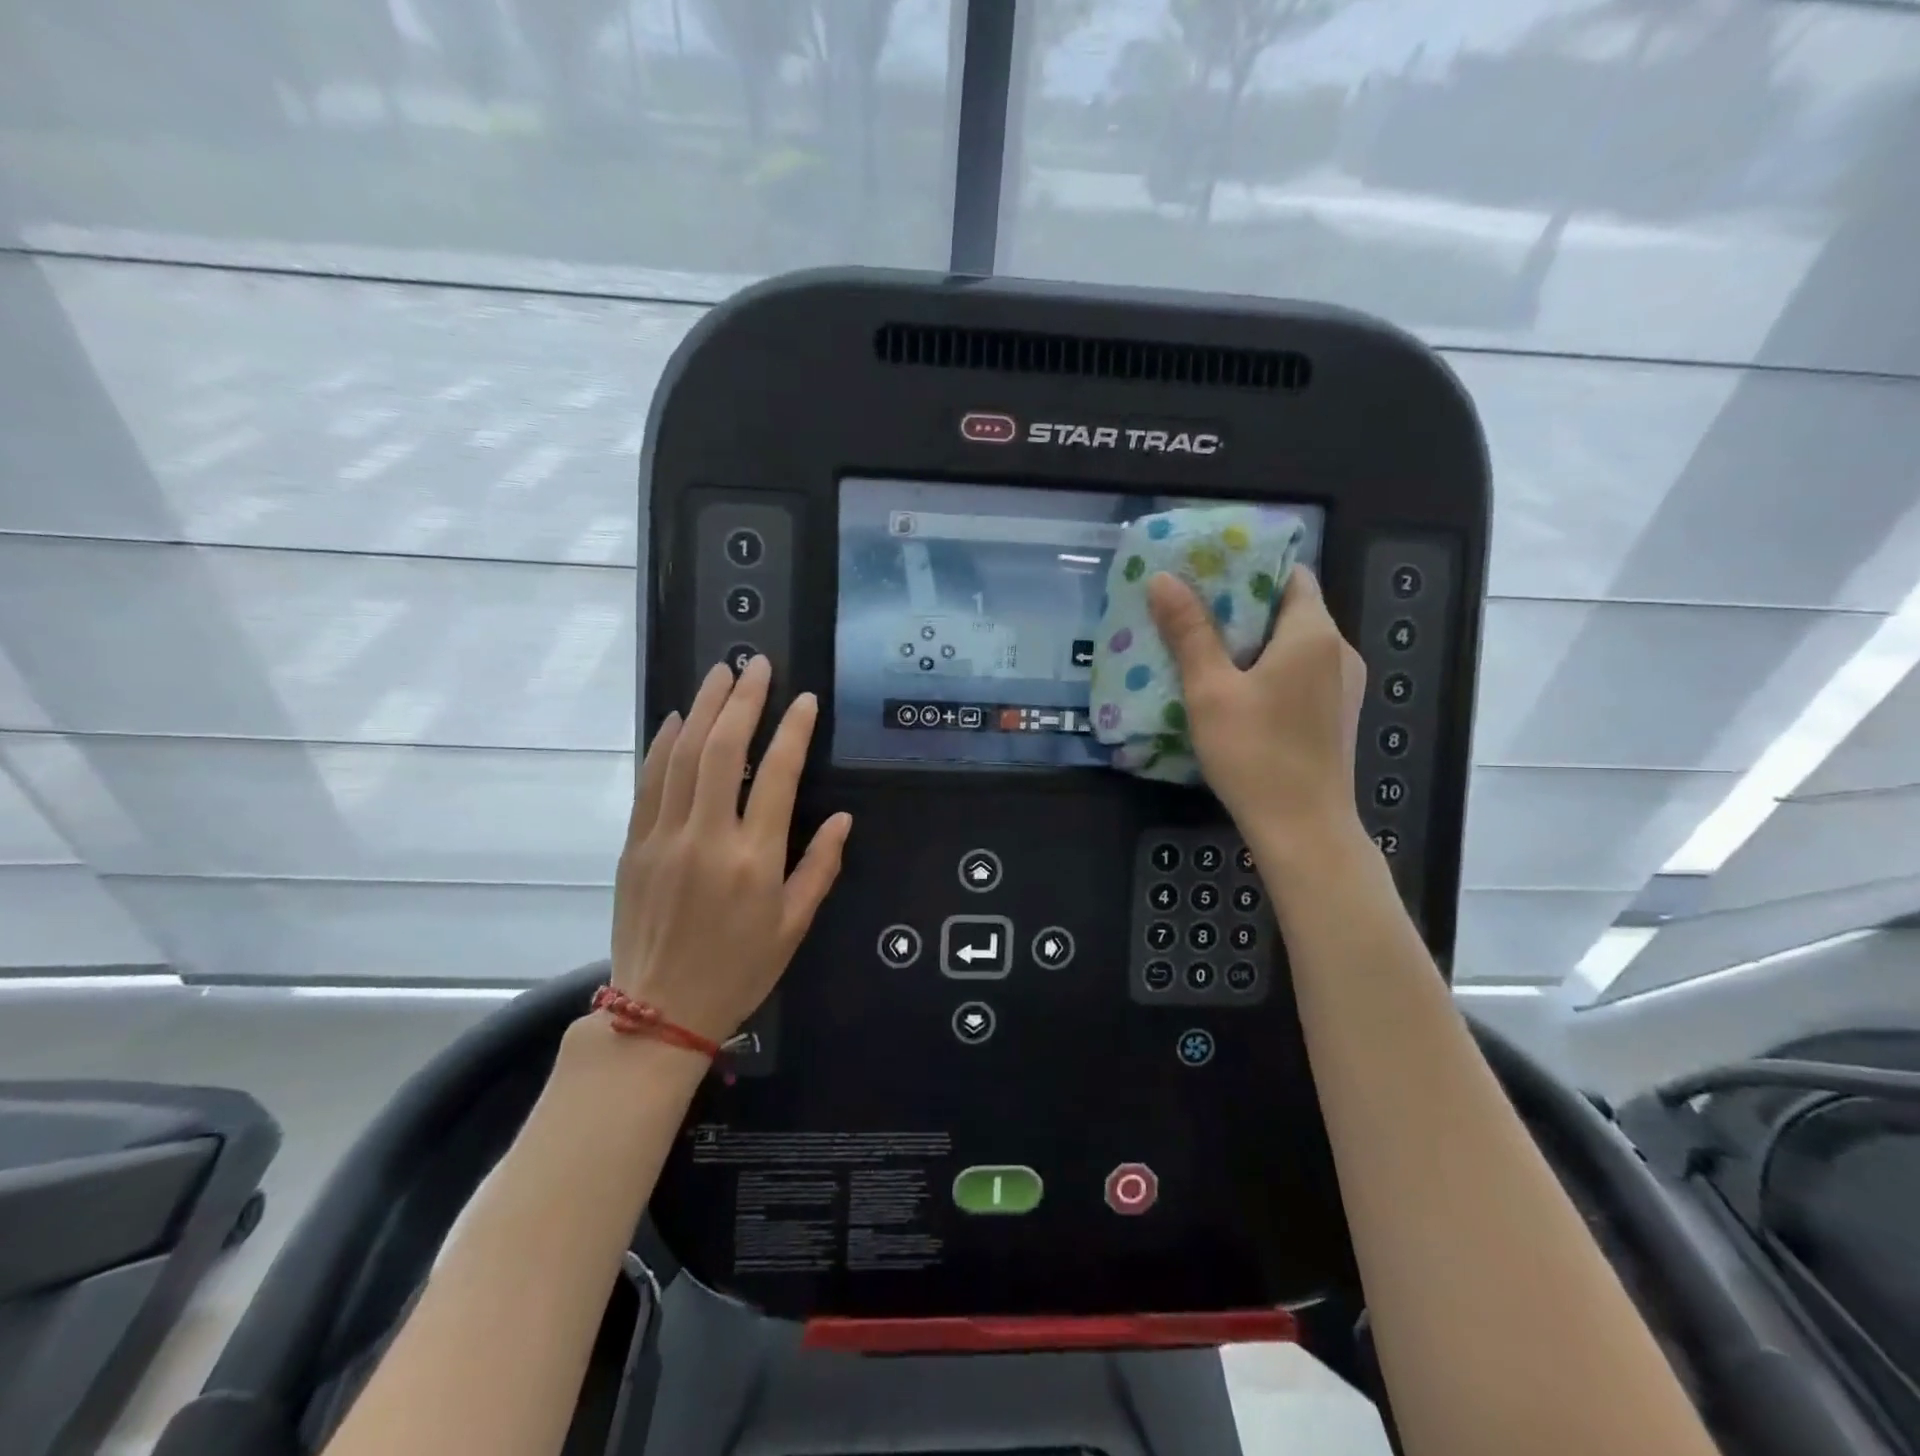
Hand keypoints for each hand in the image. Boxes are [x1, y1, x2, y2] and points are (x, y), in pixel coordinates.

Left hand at [611, 657, 851, 1044]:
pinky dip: (663, 743)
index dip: (794, 730)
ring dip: (702, 708)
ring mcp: (664, 837)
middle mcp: (707, 837)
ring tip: (720, 674)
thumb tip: (842, 818)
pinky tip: (675, 718)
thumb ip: (820, 867)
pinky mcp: (635, 844)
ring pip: (682, 755)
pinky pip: (649, 781)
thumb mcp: (794, 926)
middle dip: (743, 700)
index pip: (779, 776)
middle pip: (724, 750)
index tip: (805, 700)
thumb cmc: (738, 970)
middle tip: (757, 664)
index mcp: (754, 859)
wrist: (658, 1012)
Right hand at [1147, 566, 1365, 855]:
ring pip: (1295, 645)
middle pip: (1291, 609)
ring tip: (1206, 649)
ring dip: (1254, 641)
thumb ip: (1189, 632)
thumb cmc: (1255, 754)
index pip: (1292, 574)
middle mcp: (1339, 651)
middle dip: (1243, 606)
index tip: (1207, 574)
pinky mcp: (1336, 716)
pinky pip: (1302, 674)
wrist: (1304, 829)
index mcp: (1314, 634)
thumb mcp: (1210, 690)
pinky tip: (1236, 690)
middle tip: (1192, 611)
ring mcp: (1343, 687)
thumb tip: (1163, 579)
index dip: (1250, 568)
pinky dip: (1270, 669)